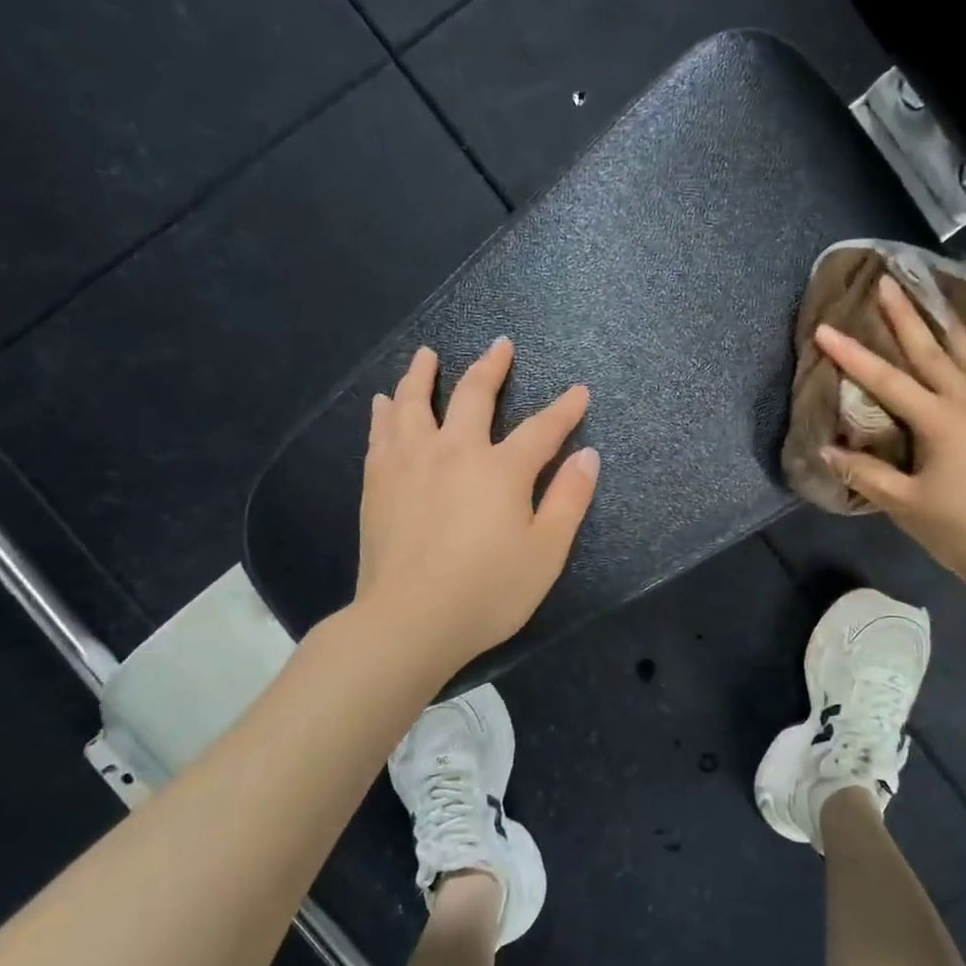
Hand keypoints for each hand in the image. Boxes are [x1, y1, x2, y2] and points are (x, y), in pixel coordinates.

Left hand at [356, 338, 598, 671]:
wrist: (409, 620)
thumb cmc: (487, 591)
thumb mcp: (546, 552)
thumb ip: (569, 499)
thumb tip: (588, 455)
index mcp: (501, 469)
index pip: (542, 428)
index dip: (564, 409)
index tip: (579, 391)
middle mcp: (454, 451)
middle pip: (474, 395)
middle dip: (491, 367)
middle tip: (500, 345)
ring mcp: (410, 462)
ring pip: (415, 402)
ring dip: (424, 374)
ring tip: (427, 355)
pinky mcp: (378, 481)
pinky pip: (381, 432)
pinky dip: (386, 410)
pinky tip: (385, 401)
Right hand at [815, 275, 965, 602]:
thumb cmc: (964, 532)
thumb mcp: (906, 506)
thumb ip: (865, 474)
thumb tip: (826, 450)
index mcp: (939, 421)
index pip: (885, 380)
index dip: (851, 355)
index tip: (824, 328)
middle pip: (931, 350)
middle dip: (905, 315)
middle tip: (887, 281)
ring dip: (948, 322)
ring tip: (934, 292)